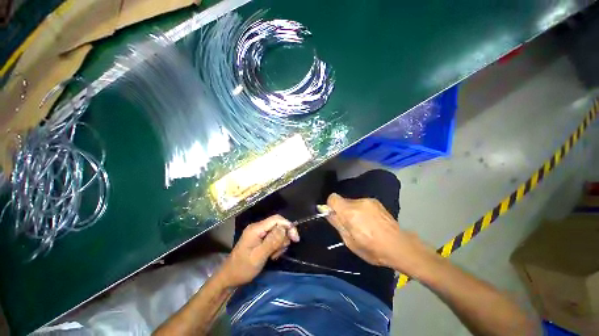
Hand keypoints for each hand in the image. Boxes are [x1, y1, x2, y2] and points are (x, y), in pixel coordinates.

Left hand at [219, 215, 299, 287]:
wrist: (229, 277)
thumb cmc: (243, 268)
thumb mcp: (258, 256)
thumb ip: (272, 241)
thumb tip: (284, 228)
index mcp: (256, 228)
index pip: (277, 219)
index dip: (288, 226)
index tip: (295, 238)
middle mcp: (258, 227)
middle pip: (278, 225)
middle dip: (283, 238)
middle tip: (280, 252)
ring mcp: (259, 233)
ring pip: (277, 232)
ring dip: (279, 244)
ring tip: (273, 256)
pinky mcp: (260, 238)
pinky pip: (273, 238)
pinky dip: (276, 246)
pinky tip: (272, 255)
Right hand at [326, 193, 433, 271]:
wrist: (399, 246)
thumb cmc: (372, 249)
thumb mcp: (349, 241)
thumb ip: (336, 223)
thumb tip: (326, 211)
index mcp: (350, 212)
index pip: (332, 198)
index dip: (330, 206)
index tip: (335, 216)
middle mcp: (358, 202)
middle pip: (343, 201)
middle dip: (342, 211)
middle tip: (350, 225)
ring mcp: (369, 201)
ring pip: (352, 203)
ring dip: (353, 211)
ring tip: (362, 225)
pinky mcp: (376, 202)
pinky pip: (362, 204)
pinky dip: (361, 210)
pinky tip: (370, 222)